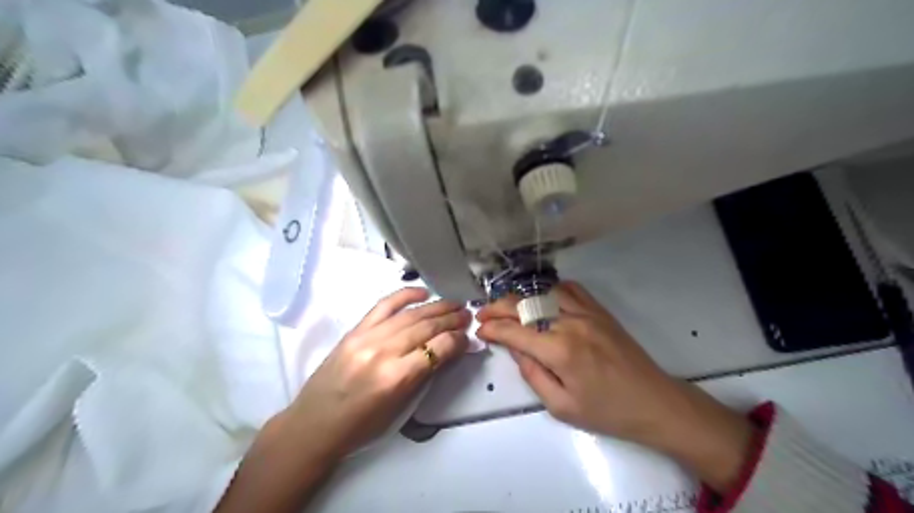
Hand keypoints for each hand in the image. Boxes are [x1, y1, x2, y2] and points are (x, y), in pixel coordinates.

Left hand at [287, 286, 471, 458]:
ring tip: (455, 304)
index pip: (437, 349)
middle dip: (451, 320)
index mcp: (396, 378)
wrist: (313, 425)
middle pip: (425, 328)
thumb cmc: (361, 426)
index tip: (467, 337)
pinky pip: (384, 305)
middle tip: (468, 315)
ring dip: (436, 307)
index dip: (457, 340)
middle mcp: (383, 352)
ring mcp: (367, 337)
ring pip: (410, 315)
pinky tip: (423, 293)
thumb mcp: (400, 408)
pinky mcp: (355, 330)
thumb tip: (448, 351)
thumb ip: (425, 375)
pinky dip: (405, 295)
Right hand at [476, 283, 752, 495]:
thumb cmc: (606, 412)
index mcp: (559, 351)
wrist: (653, 402)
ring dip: (520, 297)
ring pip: (543, 292)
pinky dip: (550, 290)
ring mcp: (586, 313)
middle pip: (524, 306)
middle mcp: (569, 323)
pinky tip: (541, 298)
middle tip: (483, 314)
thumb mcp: (561, 406)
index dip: (492, 328)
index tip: (479, 330)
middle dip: (498, 308)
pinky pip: (570, 289)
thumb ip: (532, 374)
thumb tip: (514, 348)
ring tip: (507, 306)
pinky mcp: (599, 311)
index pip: (514, 331)